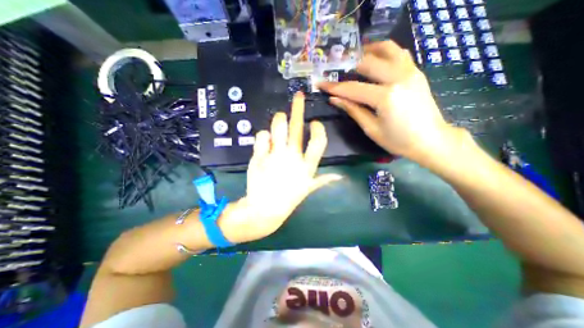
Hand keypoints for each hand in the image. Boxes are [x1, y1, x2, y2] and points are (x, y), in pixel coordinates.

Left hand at [223, 93, 342, 243]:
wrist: (264, 209)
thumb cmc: (287, 199)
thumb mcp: (308, 190)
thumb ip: (323, 181)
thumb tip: (340, 177)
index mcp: (306, 167)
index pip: (318, 142)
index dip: (318, 129)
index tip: (314, 122)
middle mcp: (292, 158)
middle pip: (296, 127)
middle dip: (298, 108)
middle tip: (298, 97)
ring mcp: (274, 156)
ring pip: (277, 126)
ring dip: (279, 119)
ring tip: (280, 117)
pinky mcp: (258, 156)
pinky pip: (261, 136)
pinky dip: (263, 136)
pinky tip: (265, 140)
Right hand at [319, 41, 461, 161]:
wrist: (431, 140)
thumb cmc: (398, 140)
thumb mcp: (371, 129)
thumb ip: (353, 110)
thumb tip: (335, 99)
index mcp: (386, 97)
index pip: (353, 88)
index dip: (334, 87)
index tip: (320, 84)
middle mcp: (398, 78)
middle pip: (367, 63)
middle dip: (347, 69)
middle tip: (336, 75)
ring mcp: (410, 71)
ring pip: (386, 49)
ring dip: (368, 52)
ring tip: (354, 60)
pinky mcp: (416, 72)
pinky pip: (399, 53)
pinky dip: (385, 52)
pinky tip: (376, 59)